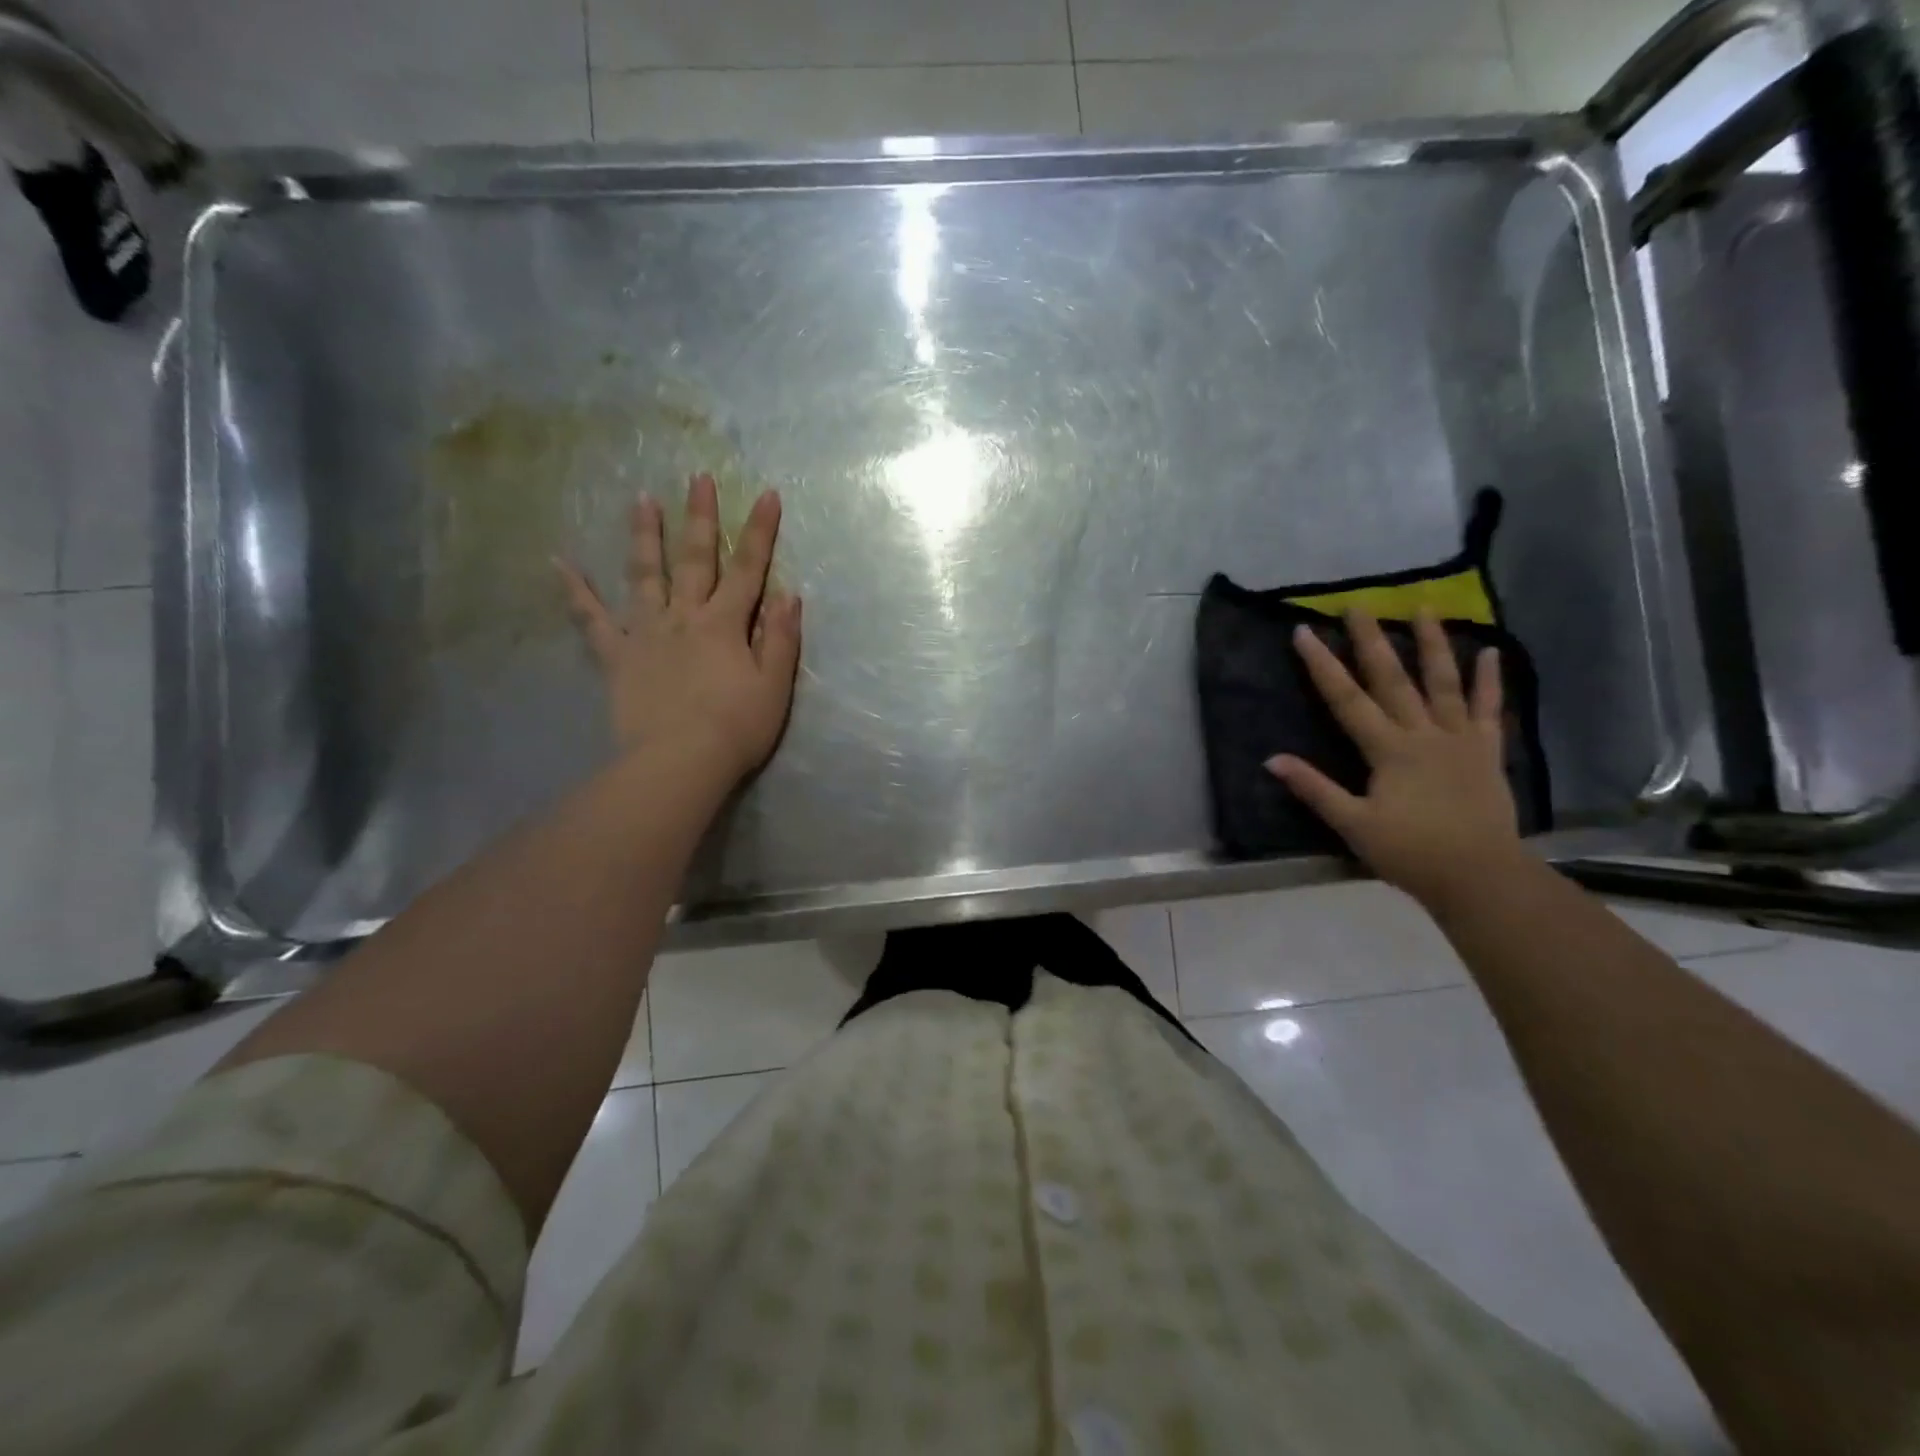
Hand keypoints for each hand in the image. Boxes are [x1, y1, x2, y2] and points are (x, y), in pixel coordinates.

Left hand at [556, 473, 801, 783]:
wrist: (680, 761)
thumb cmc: (736, 727)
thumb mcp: (774, 686)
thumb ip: (780, 638)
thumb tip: (788, 594)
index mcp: (726, 623)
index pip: (749, 569)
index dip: (760, 531)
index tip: (768, 494)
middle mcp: (685, 617)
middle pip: (695, 560)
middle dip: (700, 517)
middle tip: (698, 478)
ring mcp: (647, 633)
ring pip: (645, 575)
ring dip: (645, 536)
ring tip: (641, 499)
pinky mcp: (618, 656)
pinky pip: (592, 619)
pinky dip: (575, 590)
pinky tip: (559, 562)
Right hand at [1267, 609, 1523, 906]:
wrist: (1479, 875)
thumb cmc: (1410, 851)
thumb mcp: (1353, 824)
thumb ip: (1314, 789)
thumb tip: (1272, 760)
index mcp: (1387, 750)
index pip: (1346, 699)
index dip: (1322, 665)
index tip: (1304, 632)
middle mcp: (1422, 733)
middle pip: (1392, 679)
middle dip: (1371, 641)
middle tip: (1358, 605)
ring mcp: (1459, 739)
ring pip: (1443, 683)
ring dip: (1432, 644)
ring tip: (1424, 608)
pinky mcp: (1486, 751)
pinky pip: (1488, 709)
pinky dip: (1489, 681)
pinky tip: (1490, 653)